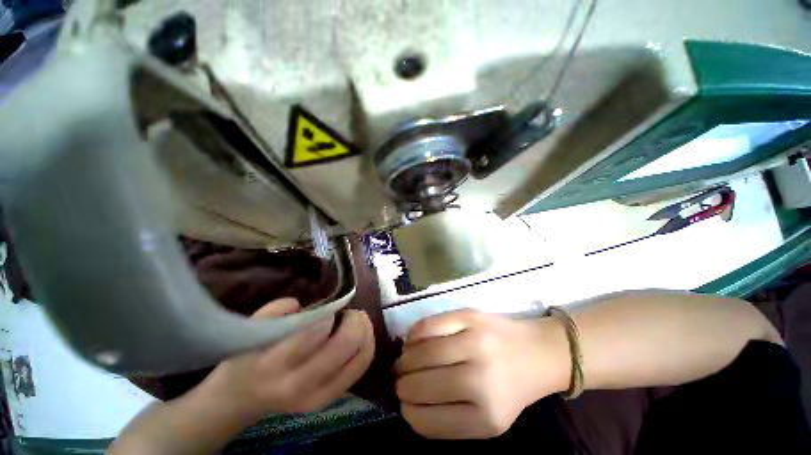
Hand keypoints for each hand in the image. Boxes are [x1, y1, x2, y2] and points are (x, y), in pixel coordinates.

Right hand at [201, 298, 373, 419]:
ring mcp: (318, 397)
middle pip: (346, 345)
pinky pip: (362, 367)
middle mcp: (299, 385)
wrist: (242, 398)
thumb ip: (276, 310)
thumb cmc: (248, 356)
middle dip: (355, 321)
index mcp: (274, 364)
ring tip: (357, 321)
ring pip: (361, 356)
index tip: (331, 308)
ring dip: (366, 331)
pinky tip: (361, 335)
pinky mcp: (330, 400)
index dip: (330, 314)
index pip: (315, 332)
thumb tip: (305, 304)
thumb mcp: (252, 326)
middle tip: (350, 312)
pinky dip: (367, 345)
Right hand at [394, 309, 568, 438]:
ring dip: (405, 359)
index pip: (429, 421)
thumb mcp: (489, 418)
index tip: (404, 404)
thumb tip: (410, 405)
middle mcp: (480, 381)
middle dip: (402, 384)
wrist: (538, 352)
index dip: (409, 412)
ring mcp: (475, 342)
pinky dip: (415, 333)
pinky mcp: (470, 316)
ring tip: (403, 360)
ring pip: (423, 353)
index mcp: (486, 418)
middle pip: (423, 385)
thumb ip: (452, 418)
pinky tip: (413, 339)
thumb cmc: (511, 386)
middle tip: (398, 379)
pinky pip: (430, 325)